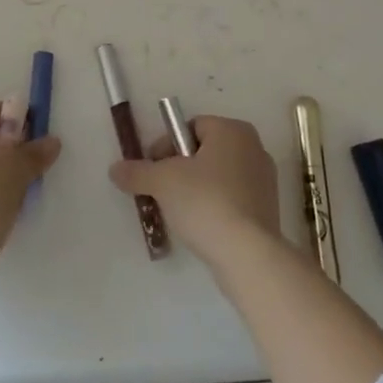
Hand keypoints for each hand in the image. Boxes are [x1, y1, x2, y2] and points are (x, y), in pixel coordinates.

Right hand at [110, 115, 280, 265]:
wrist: (247, 254)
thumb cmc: (205, 202)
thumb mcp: (162, 182)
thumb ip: (137, 172)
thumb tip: (115, 169)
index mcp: (232, 130)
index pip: (190, 127)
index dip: (166, 146)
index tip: (153, 170)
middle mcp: (253, 147)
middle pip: (204, 151)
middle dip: (180, 169)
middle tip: (162, 191)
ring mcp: (264, 180)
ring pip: (218, 176)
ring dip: (196, 189)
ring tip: (179, 213)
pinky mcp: (267, 209)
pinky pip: (233, 198)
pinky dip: (215, 206)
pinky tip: (202, 226)